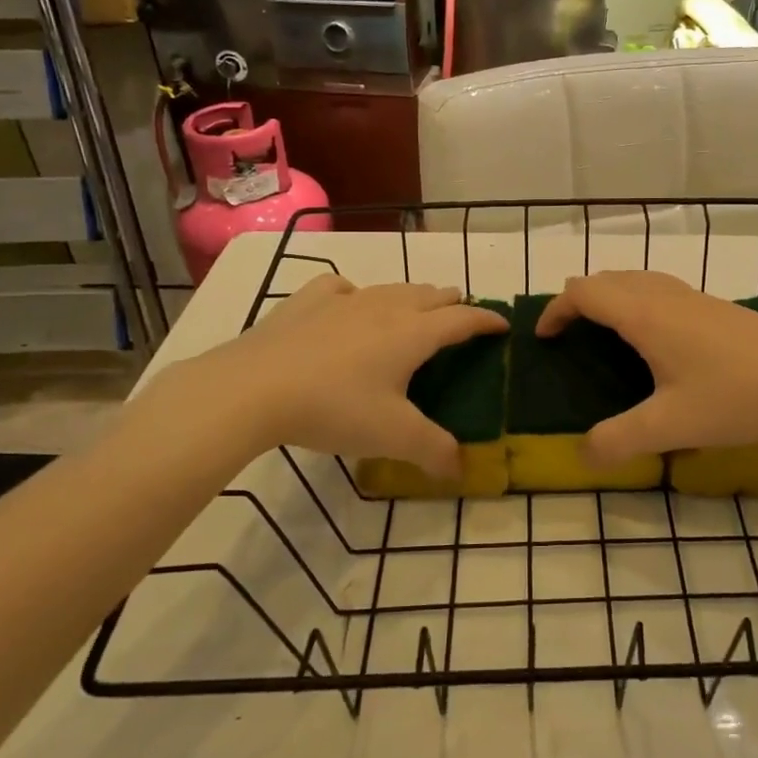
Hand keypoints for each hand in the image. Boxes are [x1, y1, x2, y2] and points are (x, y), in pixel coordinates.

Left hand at [137, 275, 507, 475]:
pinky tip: (348, 303)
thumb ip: (433, 451)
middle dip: (452, 303)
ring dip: (412, 296)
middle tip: (461, 316)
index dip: (487, 320)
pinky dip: (356, 294)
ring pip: (391, 288)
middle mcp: (385, 308)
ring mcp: (343, 301)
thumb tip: (461, 469)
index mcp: (413, 334)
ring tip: (416, 308)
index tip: (503, 324)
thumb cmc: (334, 408)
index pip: (462, 319)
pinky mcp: (307, 303)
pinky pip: (341, 288)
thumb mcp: (392, 437)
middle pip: (430, 295)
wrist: (253, 389)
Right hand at [535, 271, 757, 464]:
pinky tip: (656, 340)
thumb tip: (582, 456)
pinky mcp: (715, 307)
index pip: (583, 292)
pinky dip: (637, 301)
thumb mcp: (670, 426)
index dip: (556, 310)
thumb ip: (619, 441)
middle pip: (607, 278)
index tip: (543, 338)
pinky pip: (660, 290)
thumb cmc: (735, 396)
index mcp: (644, 314)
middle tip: (569, 337)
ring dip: (610, 297)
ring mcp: (693, 297)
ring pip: (636, 280)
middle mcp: (663, 295)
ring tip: (605, 334)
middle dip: (579, 300)